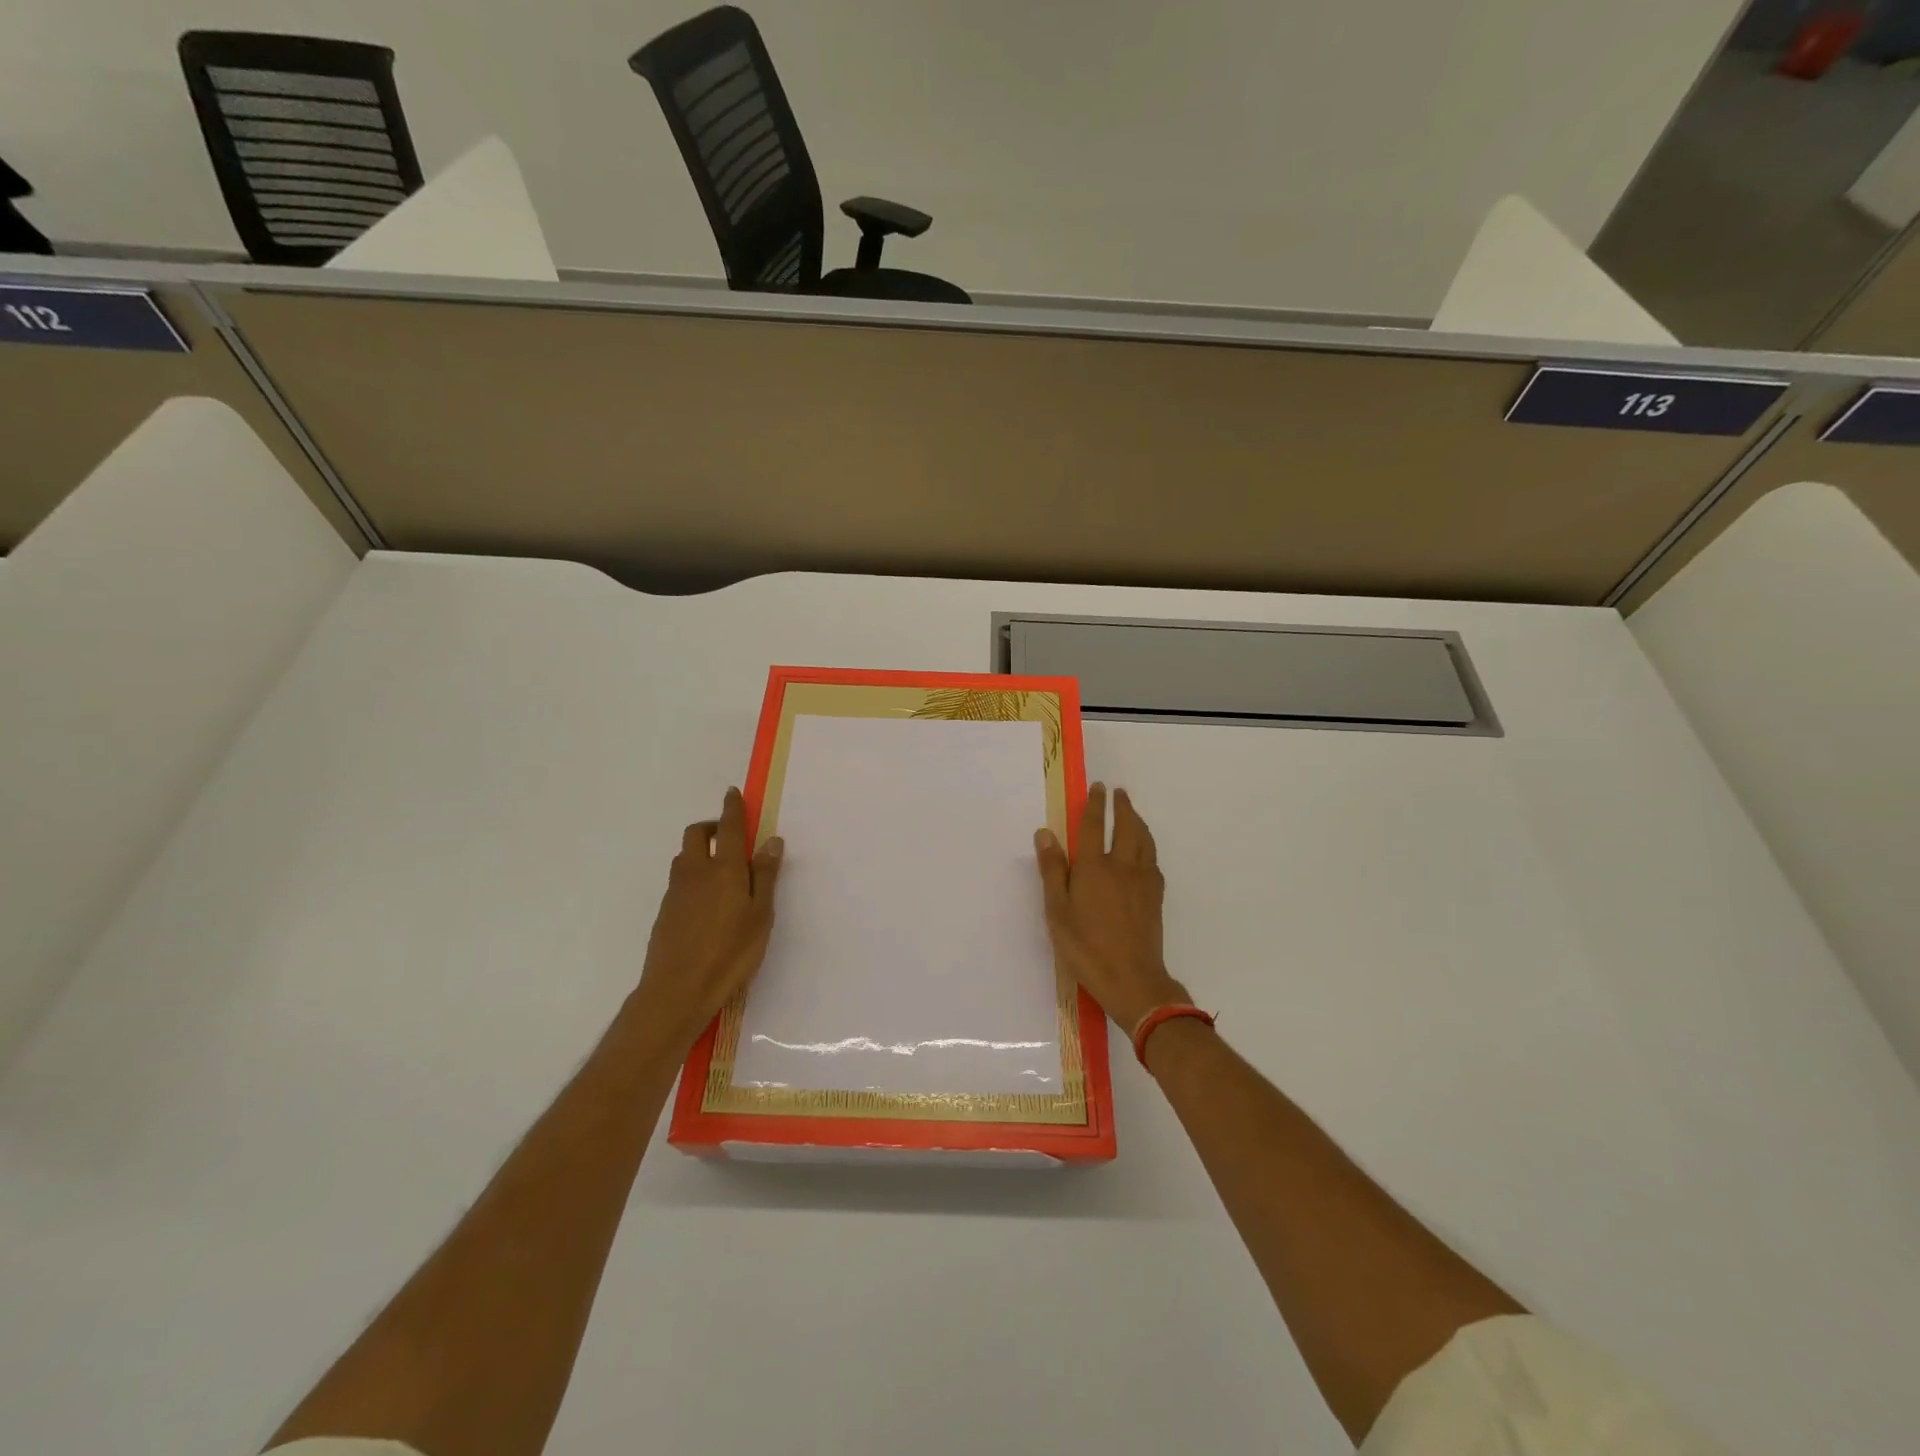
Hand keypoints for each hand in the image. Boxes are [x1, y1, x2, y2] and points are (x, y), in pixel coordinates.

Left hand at [629, 788, 784, 1055]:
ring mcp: (676, 891)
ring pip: (685, 856)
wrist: (676, 990)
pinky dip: (693, 874)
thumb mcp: (760, 916)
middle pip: (697, 834)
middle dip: (712, 826)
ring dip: (700, 849)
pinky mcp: (664, 911)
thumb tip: (772, 840)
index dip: (732, 808)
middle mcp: (696, 871)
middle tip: (729, 835)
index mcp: (725, 868)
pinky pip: (679, 879)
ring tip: (721, 868)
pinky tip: (706, 900)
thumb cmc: (730, 953)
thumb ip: (766, 876)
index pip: (729, 828)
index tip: (733, 793)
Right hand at [1034, 784, 1189, 1031]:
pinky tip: (1145, 853)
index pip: (1093, 826)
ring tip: (1133, 814)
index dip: (1095, 805)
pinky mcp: (1156, 897)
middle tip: (1120, 792)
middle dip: (1122, 807)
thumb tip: (1045, 833)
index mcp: (1093, 867)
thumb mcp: (1057, 911)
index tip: (1098, 787)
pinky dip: (1149, 847)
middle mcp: (1121, 866)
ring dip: (1138, 822)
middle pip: (1126, 827)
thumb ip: (1052, 870)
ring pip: (1144, 841)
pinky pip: (1154, 861)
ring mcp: (1143, 881)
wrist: (1131, 978)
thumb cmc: (1085, 947)